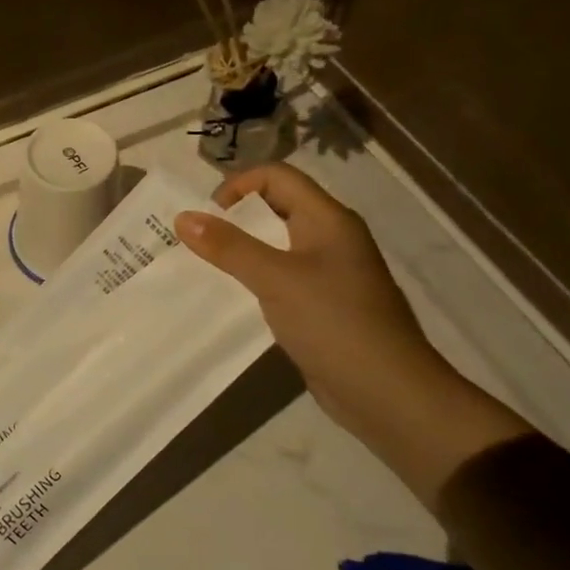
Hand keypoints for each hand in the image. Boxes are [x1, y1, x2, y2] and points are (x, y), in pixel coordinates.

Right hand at [176, 164, 529, 507]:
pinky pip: (278, 279)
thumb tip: (183, 217)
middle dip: (233, 219)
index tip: (206, 216)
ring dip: (239, 251)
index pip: (278, 177)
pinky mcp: (320, 306)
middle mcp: (329, 239)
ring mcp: (327, 274)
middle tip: (195, 242)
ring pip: (274, 247)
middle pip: (275, 209)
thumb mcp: (276, 279)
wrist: (387, 392)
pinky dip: (251, 281)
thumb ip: (229, 247)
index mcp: (328, 219)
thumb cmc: (334, 322)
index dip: (239, 186)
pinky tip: (228, 298)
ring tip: (202, 268)